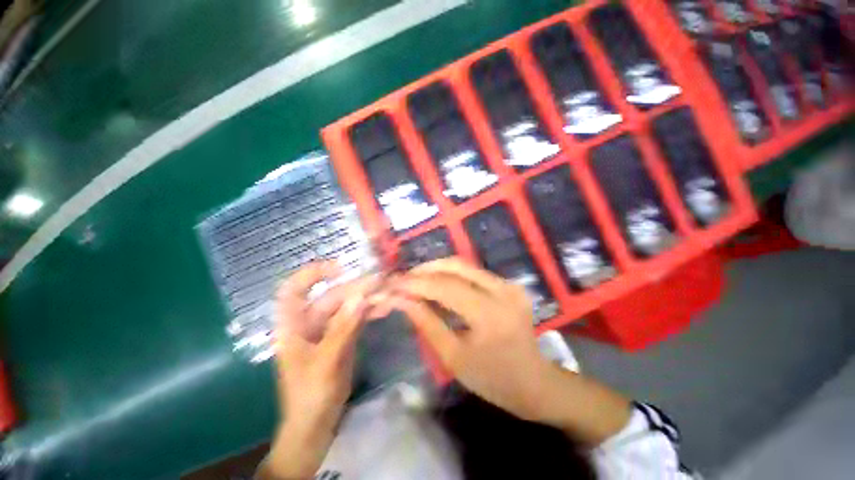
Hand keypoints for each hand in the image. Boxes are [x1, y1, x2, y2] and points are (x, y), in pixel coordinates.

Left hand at [262, 262, 377, 478]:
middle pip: (332, 297)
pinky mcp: (342, 337)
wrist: (316, 425)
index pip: (294, 290)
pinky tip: (386, 308)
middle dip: (356, 289)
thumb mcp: (327, 362)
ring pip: (348, 306)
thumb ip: (344, 328)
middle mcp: (310, 323)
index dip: (312, 274)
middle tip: (382, 282)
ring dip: (367, 300)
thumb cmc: (310, 396)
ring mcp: (328, 330)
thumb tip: (361, 296)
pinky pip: (356, 318)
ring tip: (389, 295)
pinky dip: (370, 312)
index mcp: (294, 326)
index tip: (339, 268)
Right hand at [389, 258, 630, 445]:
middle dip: (424, 269)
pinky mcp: (509, 284)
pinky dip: (451, 274)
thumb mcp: (453, 357)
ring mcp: (509, 284)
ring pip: (464, 265)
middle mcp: (503, 291)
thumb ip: (427, 323)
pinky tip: (437, 282)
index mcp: (490, 315)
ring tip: (415, 279)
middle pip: (455, 266)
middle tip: (403, 278)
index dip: (415, 283)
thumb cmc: (493, 379)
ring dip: (436, 269)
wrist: (534, 382)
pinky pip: (473, 272)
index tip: (392, 284)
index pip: (445, 287)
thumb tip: (402, 299)